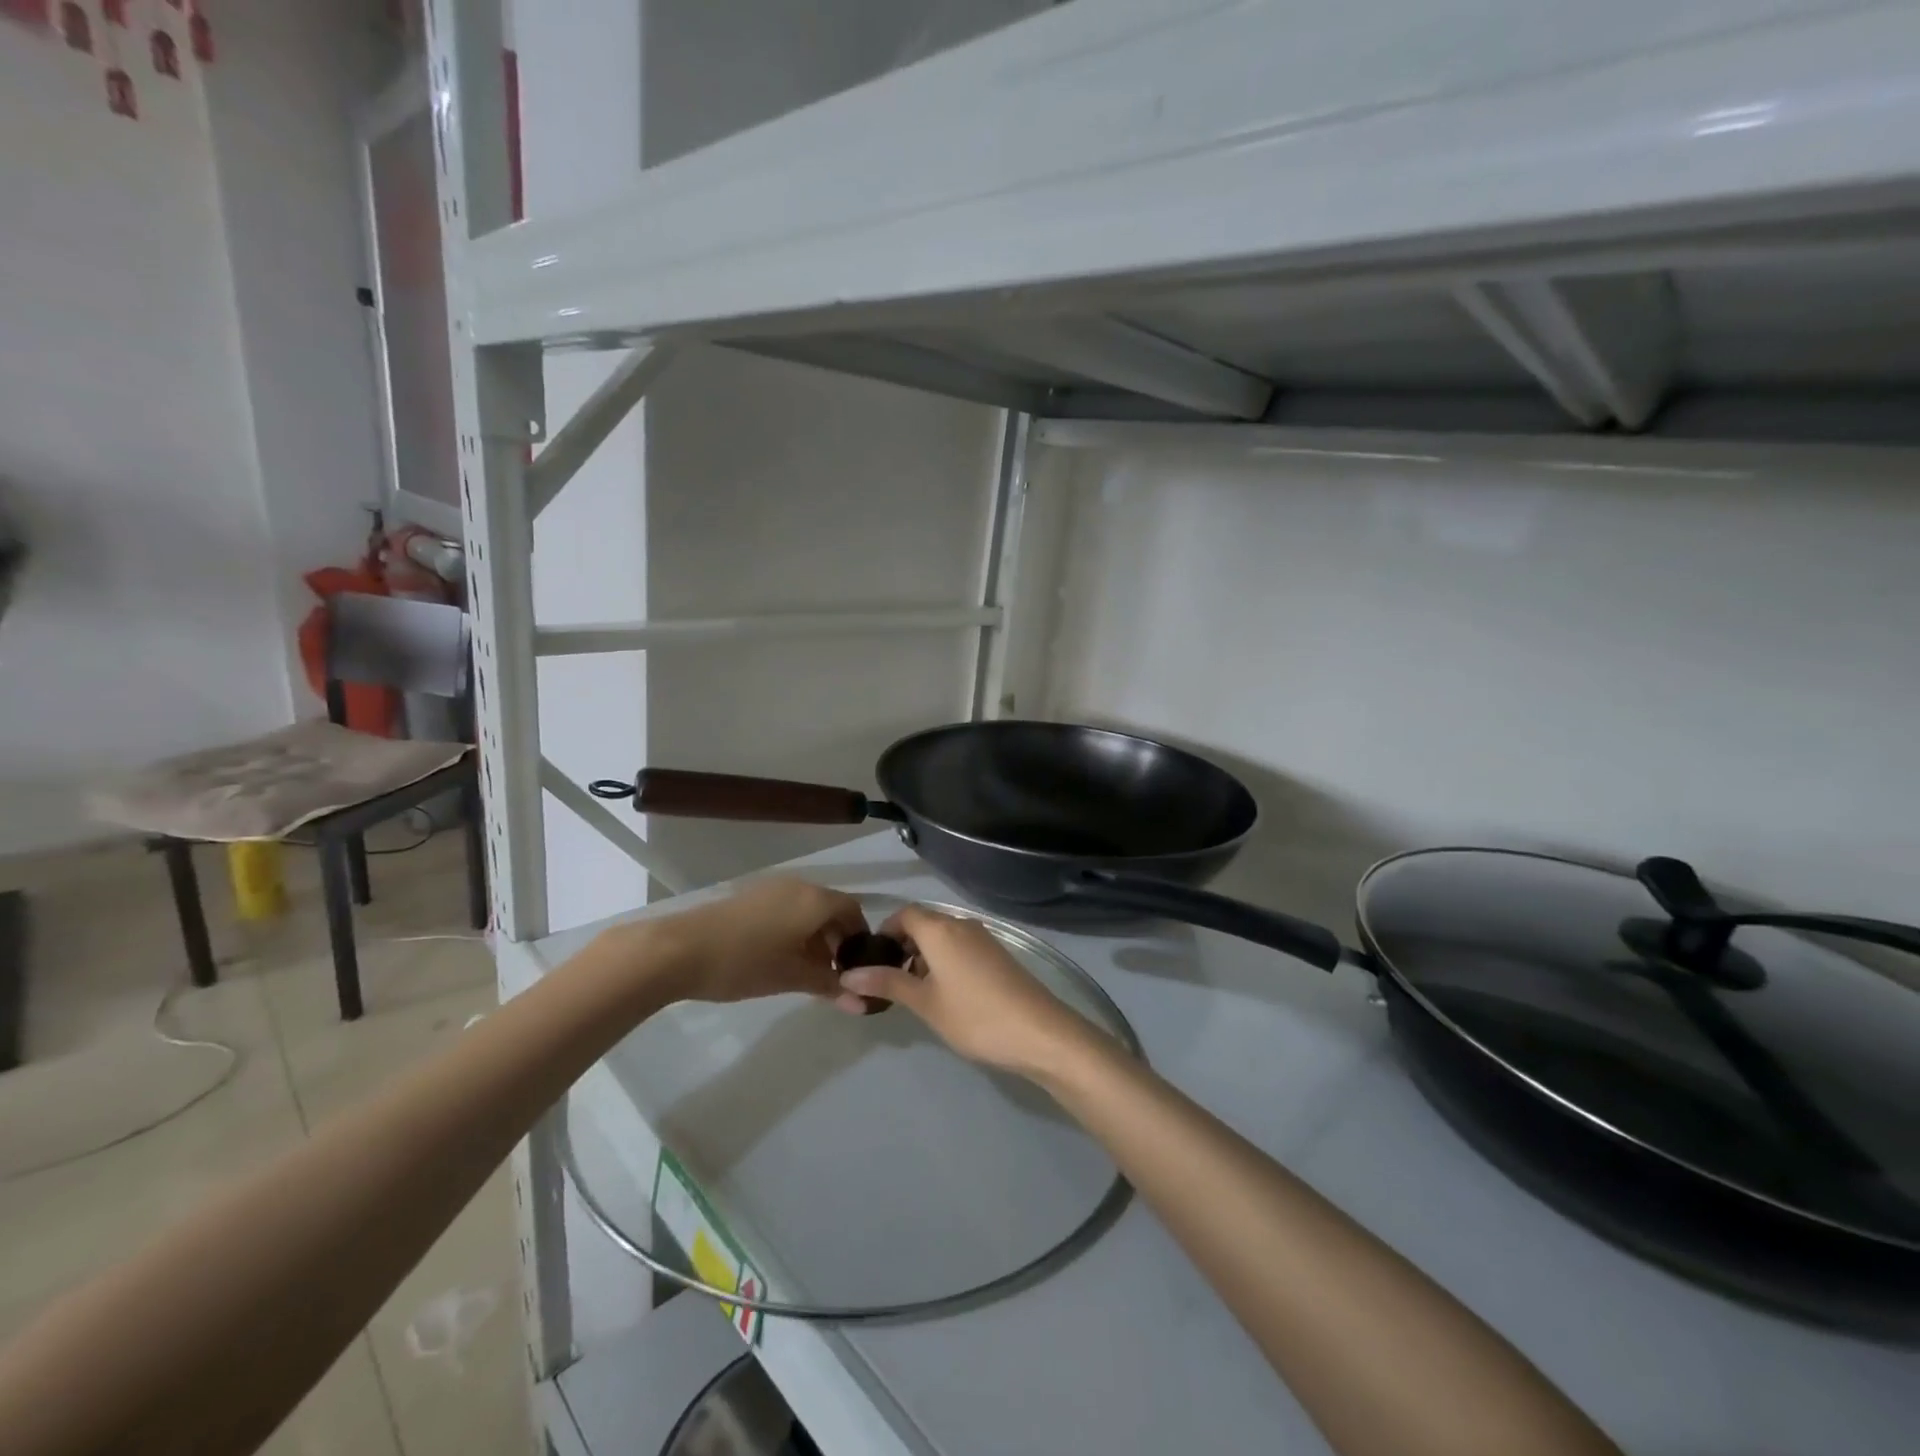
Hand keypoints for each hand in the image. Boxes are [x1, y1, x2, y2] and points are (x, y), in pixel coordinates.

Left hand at [618, 877, 868, 1005]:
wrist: (678, 950)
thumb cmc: (744, 962)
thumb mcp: (792, 977)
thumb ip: (829, 986)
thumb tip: (862, 1003)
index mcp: (815, 899)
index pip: (853, 911)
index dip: (860, 939)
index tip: (857, 969)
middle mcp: (798, 886)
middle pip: (830, 909)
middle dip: (836, 941)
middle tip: (833, 976)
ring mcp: (771, 889)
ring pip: (806, 910)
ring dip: (814, 938)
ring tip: (806, 973)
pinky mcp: (748, 897)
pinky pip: (785, 910)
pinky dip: (793, 931)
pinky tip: (779, 959)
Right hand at [837, 905, 1102, 1076]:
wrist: (1038, 1032)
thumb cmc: (974, 1016)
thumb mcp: (925, 1002)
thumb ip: (887, 983)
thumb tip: (848, 974)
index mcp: (940, 929)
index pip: (904, 913)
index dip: (884, 931)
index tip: (871, 961)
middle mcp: (962, 924)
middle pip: (924, 923)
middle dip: (902, 946)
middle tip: (888, 981)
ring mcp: (983, 938)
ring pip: (943, 936)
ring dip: (924, 955)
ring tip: (914, 992)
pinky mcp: (997, 954)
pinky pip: (960, 946)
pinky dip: (945, 960)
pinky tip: (945, 993)